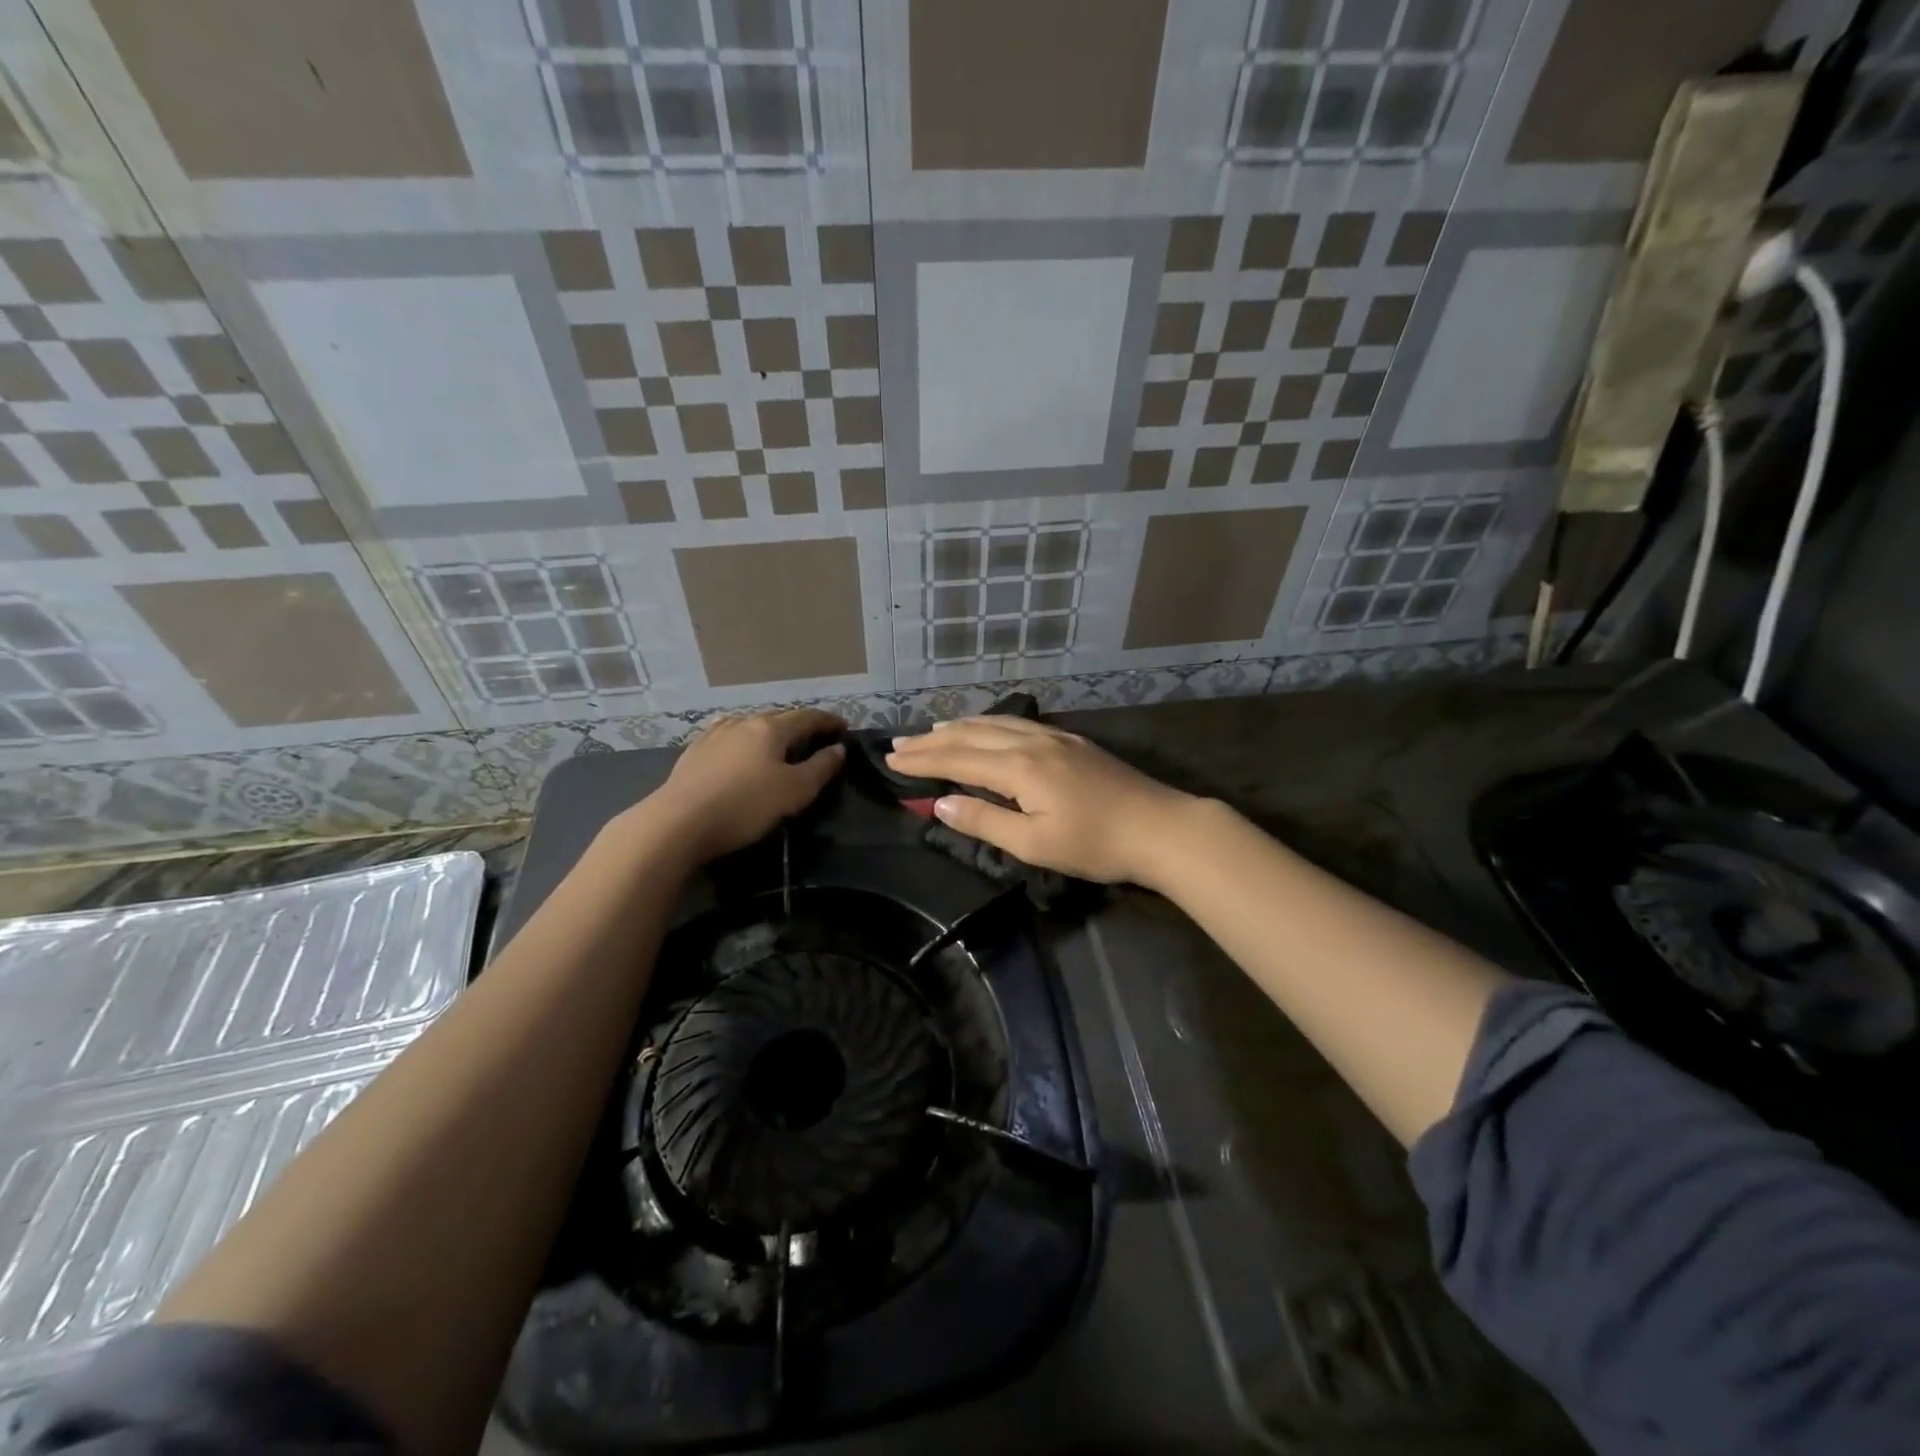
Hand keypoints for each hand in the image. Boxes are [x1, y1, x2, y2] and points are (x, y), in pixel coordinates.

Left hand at [637, 709, 845, 863]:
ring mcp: (715, 734)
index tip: (844, 728)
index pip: (808, 717)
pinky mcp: (694, 751)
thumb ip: (821, 768)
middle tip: (815, 739)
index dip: (829, 722)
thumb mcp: (795, 791)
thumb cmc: (746, 806)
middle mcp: (743, 722)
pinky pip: (727, 736)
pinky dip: (743, 739)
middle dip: (800, 726)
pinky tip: (738, 745)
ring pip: (751, 725)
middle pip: (779, 718)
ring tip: (778, 744)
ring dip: (770, 732)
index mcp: (771, 728)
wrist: (678, 822)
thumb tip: (838, 749)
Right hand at [887, 716, 1196, 886]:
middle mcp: (1031, 743)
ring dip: (958, 726)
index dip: (922, 760)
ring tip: (932, 729)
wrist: (1160, 827)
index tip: (890, 760)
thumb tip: (940, 803)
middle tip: (898, 744)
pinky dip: (989, 722)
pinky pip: (1017, 723)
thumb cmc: (1096, 844)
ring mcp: (1054, 738)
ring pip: (994, 723)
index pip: (957, 759)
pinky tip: (987, 726)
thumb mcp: (1035, 844)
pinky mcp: (1071, 741)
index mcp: (1019, 769)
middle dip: (932, 740)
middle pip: (971, 735)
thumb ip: (984, 821)